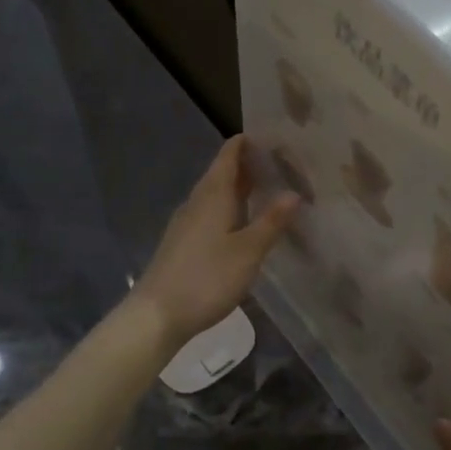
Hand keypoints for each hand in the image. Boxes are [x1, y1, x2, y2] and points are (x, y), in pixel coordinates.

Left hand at [130, 136, 297, 352]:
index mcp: (213, 195)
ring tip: (269, 189)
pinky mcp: (183, 243)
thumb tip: (293, 193)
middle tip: (282, 162)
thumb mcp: (248, 251)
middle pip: (222, 173)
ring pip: (216, 195)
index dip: (248, 142)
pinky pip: (210, 213)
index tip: (273, 135)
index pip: (229, 155)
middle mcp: (197, 202)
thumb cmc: (206, 278)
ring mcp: (187, 223)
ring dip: (240, 188)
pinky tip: (244, 223)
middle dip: (249, 165)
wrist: (157, 315)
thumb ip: (271, 221)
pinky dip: (230, 208)